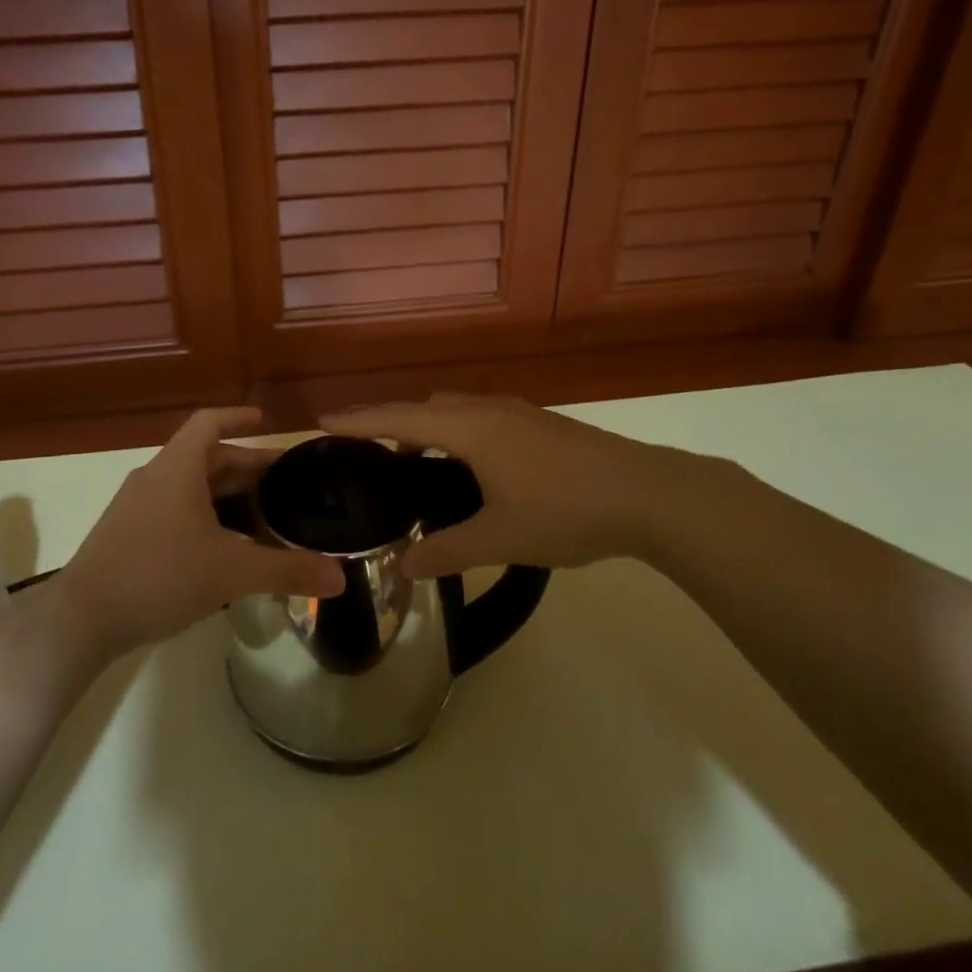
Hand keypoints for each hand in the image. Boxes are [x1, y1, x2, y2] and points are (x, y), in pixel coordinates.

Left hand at [52, 408, 343, 658]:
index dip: (238, 417)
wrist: (82, 619)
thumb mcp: (230, 573)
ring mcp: (136, 507)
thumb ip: (286, 571)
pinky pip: (174, 510)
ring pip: (189, 487)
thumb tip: (339, 577)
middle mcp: (155, 478)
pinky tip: (223, 548)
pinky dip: (204, 515)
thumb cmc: (159, 577)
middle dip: (245, 466)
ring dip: (224, 494)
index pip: (209, 423)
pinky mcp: (127, 535)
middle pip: (205, 457)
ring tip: (261, 515)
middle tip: (283, 482)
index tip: (266, 420)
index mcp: (177, 469)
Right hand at [323, 392, 711, 579]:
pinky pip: (480, 415)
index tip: (322, 420)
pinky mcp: (540, 423)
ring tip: (412, 459)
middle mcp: (489, 409)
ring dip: (426, 424)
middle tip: (363, 447)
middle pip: (425, 406)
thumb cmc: (567, 511)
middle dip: (389, 420)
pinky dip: (455, 429)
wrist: (650, 494)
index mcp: (471, 429)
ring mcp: (519, 413)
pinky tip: (468, 464)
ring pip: (456, 408)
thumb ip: (447, 551)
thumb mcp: (501, 538)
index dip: (358, 420)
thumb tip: (401, 566)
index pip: (399, 418)